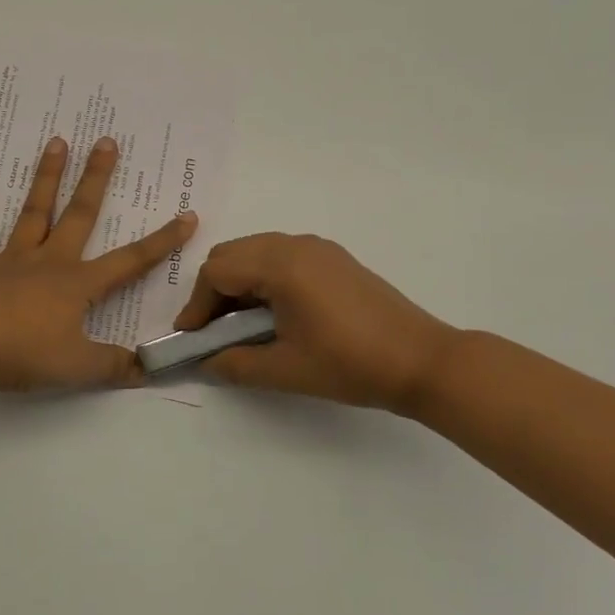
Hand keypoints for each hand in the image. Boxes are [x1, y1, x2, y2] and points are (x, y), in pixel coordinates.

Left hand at [0, 136, 196, 392]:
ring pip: (35, 211)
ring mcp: (13, 260)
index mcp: (78, 284)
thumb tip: (149, 369)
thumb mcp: (77, 367)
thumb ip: (114, 366)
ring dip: (46, 177)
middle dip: (96, 178)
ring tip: (56, 141)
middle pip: (80, 215)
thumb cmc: (22, 352)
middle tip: (105, 141)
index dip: (162, 241)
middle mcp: (50, 261)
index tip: (187, 215)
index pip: (131, 261)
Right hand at [174, 234, 457, 414]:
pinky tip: (275, 314)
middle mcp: (296, 244)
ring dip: (240, 283)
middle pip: (233, 254)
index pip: (217, 271)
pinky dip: (264, 278)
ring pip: (257, 252)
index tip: (192, 339)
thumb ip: (235, 364)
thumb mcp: (285, 370)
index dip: (197, 305)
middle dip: (215, 290)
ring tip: (241, 326)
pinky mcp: (334, 259)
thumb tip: (206, 362)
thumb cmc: (350, 364)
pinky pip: (282, 257)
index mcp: (281, 265)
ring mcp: (319, 248)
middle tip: (213, 332)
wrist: (422, 361)